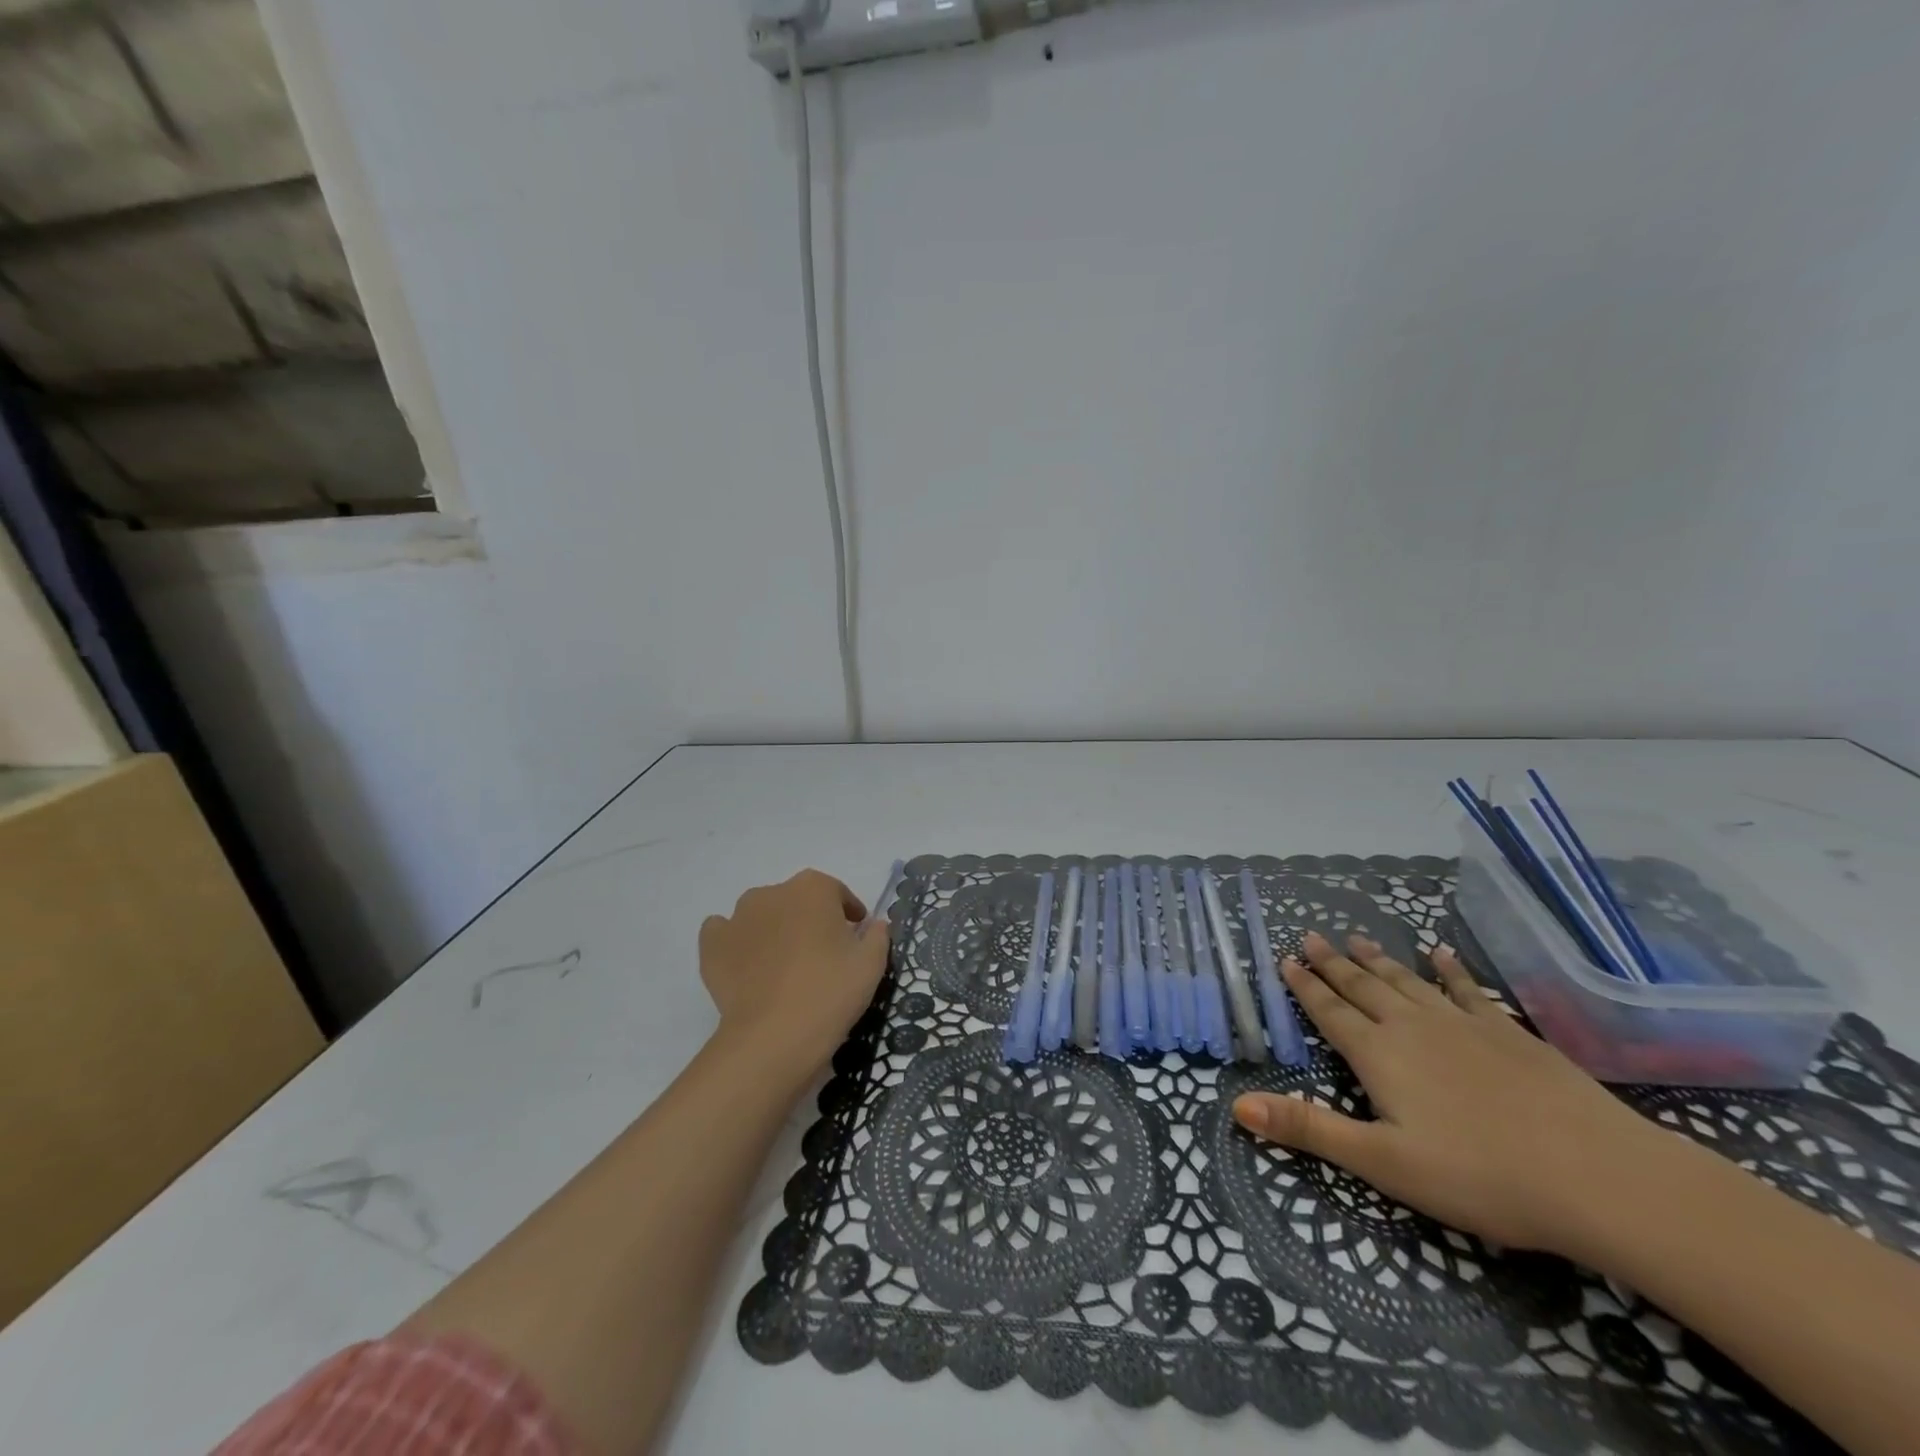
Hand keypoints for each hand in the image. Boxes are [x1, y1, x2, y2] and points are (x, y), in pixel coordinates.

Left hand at [699, 869, 889, 1086]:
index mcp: (814, 888)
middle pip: (797, 900)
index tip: (855, 935)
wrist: (774, 1037)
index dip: (848, 913)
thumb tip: (875, 925)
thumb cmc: (830, 992)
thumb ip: (878, 935)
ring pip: (762, 914)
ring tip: (783, 964)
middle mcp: (773, 892)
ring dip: (774, 928)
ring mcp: (737, 916)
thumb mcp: (871, 965)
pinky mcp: (712, 945)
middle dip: (810, 919)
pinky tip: (747, 965)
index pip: (836, 893)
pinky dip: (736, 942)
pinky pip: (725, 932)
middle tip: (820, 954)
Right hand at [1232, 932, 1675, 1258]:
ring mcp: (1463, 1025)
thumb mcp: (1383, 1164)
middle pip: (1363, 987)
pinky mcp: (1509, 1033)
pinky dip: (1450, 970)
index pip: (1330, 1013)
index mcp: (1379, 1056)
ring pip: (1407, 982)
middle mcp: (1413, 1028)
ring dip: (1378, 960)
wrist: (1598, 1176)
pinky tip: (1441, 954)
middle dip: (1333, 963)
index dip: (1305, 987)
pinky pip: (1468, 990)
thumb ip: (1309, 1131)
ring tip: (1357, 938)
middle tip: (1311, 936)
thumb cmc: (1480, 1176)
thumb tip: (1237, 1106)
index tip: (1286, 960)